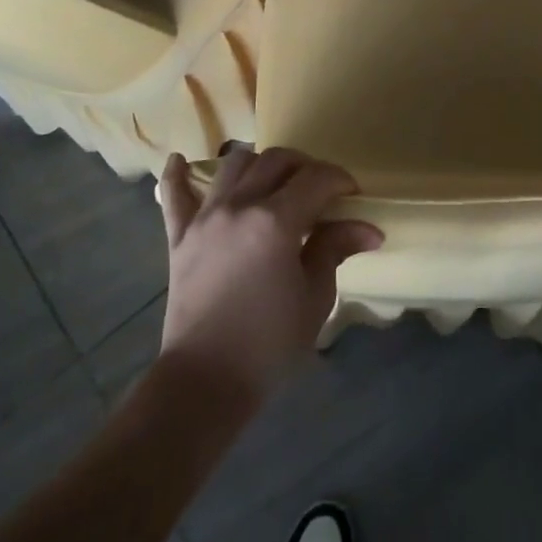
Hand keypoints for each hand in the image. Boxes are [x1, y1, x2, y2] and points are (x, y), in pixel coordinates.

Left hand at [157, 147, 382, 409]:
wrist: (204, 382)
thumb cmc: (269, 344)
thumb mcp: (314, 297)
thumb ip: (334, 249)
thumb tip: (368, 229)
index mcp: (276, 221)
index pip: (316, 178)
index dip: (340, 179)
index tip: (353, 194)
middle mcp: (239, 206)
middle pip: (277, 160)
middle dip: (305, 166)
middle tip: (321, 189)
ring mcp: (205, 218)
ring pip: (234, 165)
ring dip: (260, 164)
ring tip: (274, 182)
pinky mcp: (180, 237)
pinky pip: (173, 196)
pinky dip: (176, 175)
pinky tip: (178, 159)